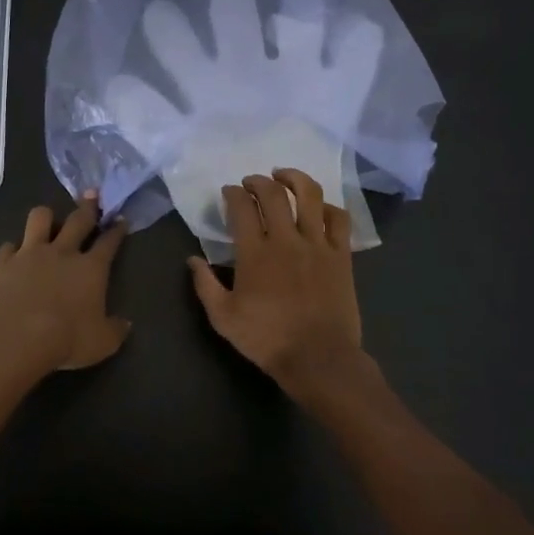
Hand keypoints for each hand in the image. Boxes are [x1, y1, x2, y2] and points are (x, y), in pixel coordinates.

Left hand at [0, 194, 129, 377]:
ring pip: (40, 218)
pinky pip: (9, 246)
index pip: (109, 243)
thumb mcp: (102, 343)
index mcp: (91, 269)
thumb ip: (115, 330)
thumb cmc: (65, 340)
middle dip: (88, 206)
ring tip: (48, 219)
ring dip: (46, 217)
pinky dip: (13, 250)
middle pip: (78, 220)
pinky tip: (13, 255)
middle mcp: (62, 253)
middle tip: (92, 194)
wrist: (14, 338)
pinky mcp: (3, 262)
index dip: (117, 230)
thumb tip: (125, 324)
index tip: (121, 220)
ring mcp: (30, 254)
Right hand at [187, 169, 383, 412]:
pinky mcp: (341, 256)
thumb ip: (205, 285)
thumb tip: (192, 260)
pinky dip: (328, 206)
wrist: (318, 358)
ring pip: (309, 196)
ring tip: (284, 176)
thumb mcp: (223, 318)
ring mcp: (317, 245)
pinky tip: (319, 207)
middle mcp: (286, 240)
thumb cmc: (267, 339)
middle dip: (259, 181)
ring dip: (294, 179)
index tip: (229, 192)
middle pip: (274, 194)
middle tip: (251, 182)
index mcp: (254, 253)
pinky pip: (338, 219)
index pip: (242, 208)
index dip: (233, 193)